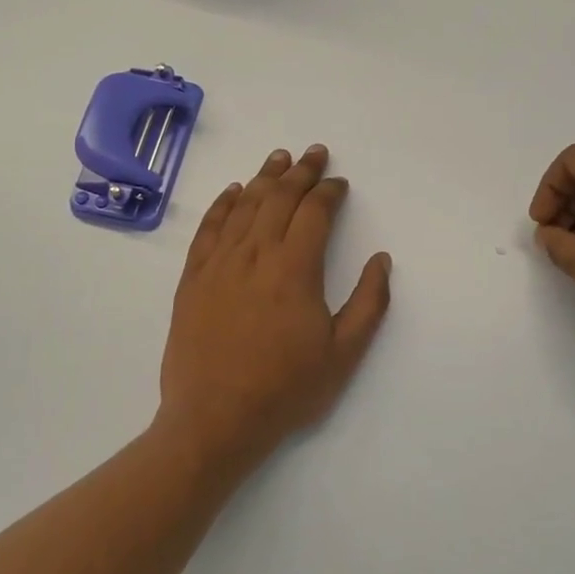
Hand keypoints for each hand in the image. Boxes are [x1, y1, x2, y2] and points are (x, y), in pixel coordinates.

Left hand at [159, 145, 392, 468]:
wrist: (214, 420)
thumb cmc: (285, 389)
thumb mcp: (343, 354)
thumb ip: (369, 303)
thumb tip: (381, 259)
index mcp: (294, 269)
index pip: (314, 213)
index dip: (329, 192)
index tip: (340, 184)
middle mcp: (255, 255)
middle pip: (279, 198)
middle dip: (301, 172)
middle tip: (315, 153)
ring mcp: (219, 264)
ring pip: (244, 206)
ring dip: (264, 177)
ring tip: (279, 157)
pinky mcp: (193, 278)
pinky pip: (209, 228)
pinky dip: (223, 204)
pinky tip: (234, 191)